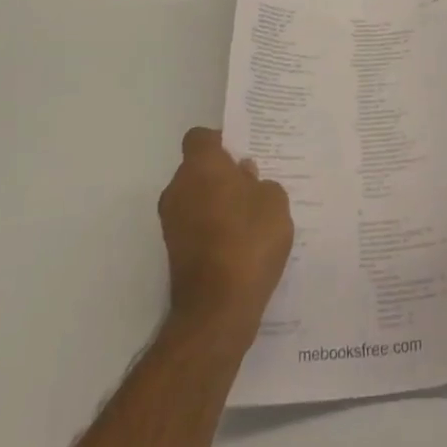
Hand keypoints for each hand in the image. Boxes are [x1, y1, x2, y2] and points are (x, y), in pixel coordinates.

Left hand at [157, 127, 293, 335]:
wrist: (217, 309)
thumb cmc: (249, 241)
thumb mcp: (274, 202)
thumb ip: (260, 183)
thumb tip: (244, 178)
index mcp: (201, 166)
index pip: (201, 137)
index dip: (221, 142)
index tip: (242, 154)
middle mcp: (178, 188)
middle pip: (197, 168)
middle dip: (221, 174)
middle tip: (253, 185)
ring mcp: (171, 222)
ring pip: (195, 197)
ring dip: (216, 201)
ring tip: (249, 217)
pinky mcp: (173, 251)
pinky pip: (194, 225)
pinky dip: (211, 227)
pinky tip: (239, 242)